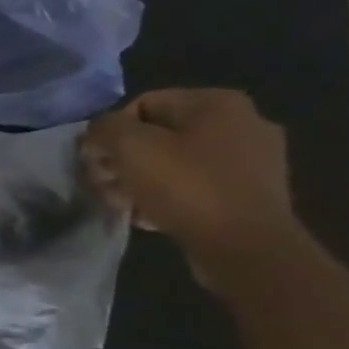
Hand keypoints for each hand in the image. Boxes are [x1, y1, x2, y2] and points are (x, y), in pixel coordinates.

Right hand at [80, 89, 299, 281]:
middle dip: (122, 159)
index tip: (96, 161)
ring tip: (121, 203)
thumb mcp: (131, 147)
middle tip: (103, 184)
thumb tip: (98, 132)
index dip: (110, 132)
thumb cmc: (186, 186)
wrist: (245, 245)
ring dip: (138, 180)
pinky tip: (149, 215)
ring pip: (174, 162)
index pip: (142, 104)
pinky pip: (195, 185)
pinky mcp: (250, 192)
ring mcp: (252, 159)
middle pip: (158, 135)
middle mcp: (242, 123)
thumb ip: (105, 128)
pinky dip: (167, 196)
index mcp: (217, 103)